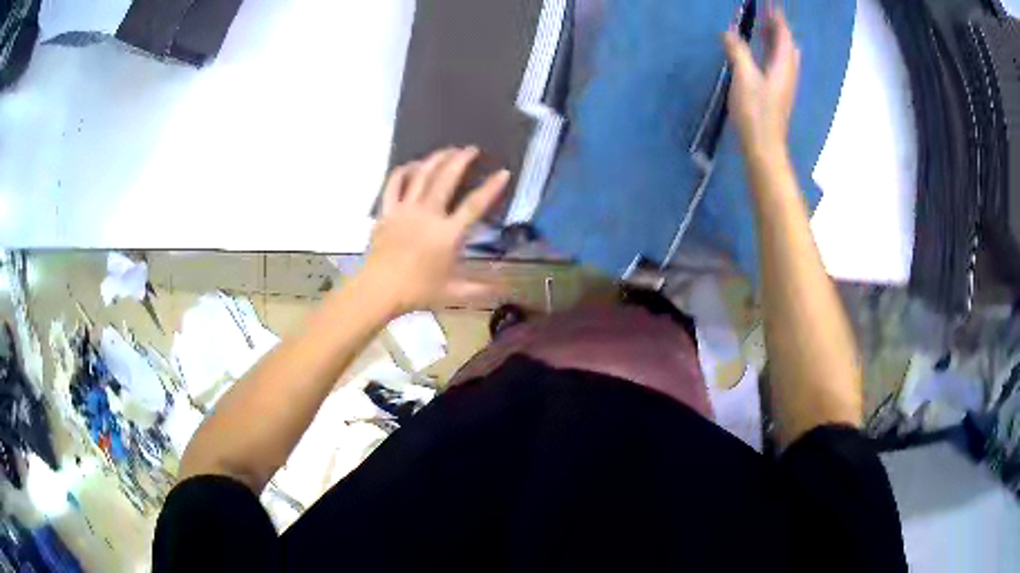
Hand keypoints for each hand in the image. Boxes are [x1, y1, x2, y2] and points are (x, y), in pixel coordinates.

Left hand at [356, 147, 509, 315]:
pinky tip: (412, 165)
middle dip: (461, 159)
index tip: (503, 172)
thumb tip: (505, 290)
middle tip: (471, 149)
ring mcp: (405, 209)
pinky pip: (394, 184)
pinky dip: (403, 171)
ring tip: (447, 150)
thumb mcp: (453, 293)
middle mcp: (428, 214)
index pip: (474, 205)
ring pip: (422, 175)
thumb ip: (480, 290)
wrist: (379, 289)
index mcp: (447, 233)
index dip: (491, 187)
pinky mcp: (387, 211)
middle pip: (446, 179)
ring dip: (436, 159)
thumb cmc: (417, 291)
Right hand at [723, 5, 800, 156]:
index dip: (778, 19)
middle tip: (766, 16)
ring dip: (775, 41)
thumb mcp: (744, 77)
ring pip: (784, 57)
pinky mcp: (777, 95)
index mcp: (783, 67)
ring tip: (762, 30)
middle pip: (787, 46)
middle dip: (778, 29)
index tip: (771, 5)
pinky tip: (760, 55)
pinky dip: (771, 54)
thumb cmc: (756, 112)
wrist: (764, 147)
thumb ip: (737, 52)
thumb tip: (728, 33)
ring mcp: (784, 86)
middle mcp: (787, 74)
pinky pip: (778, 67)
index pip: (783, 36)